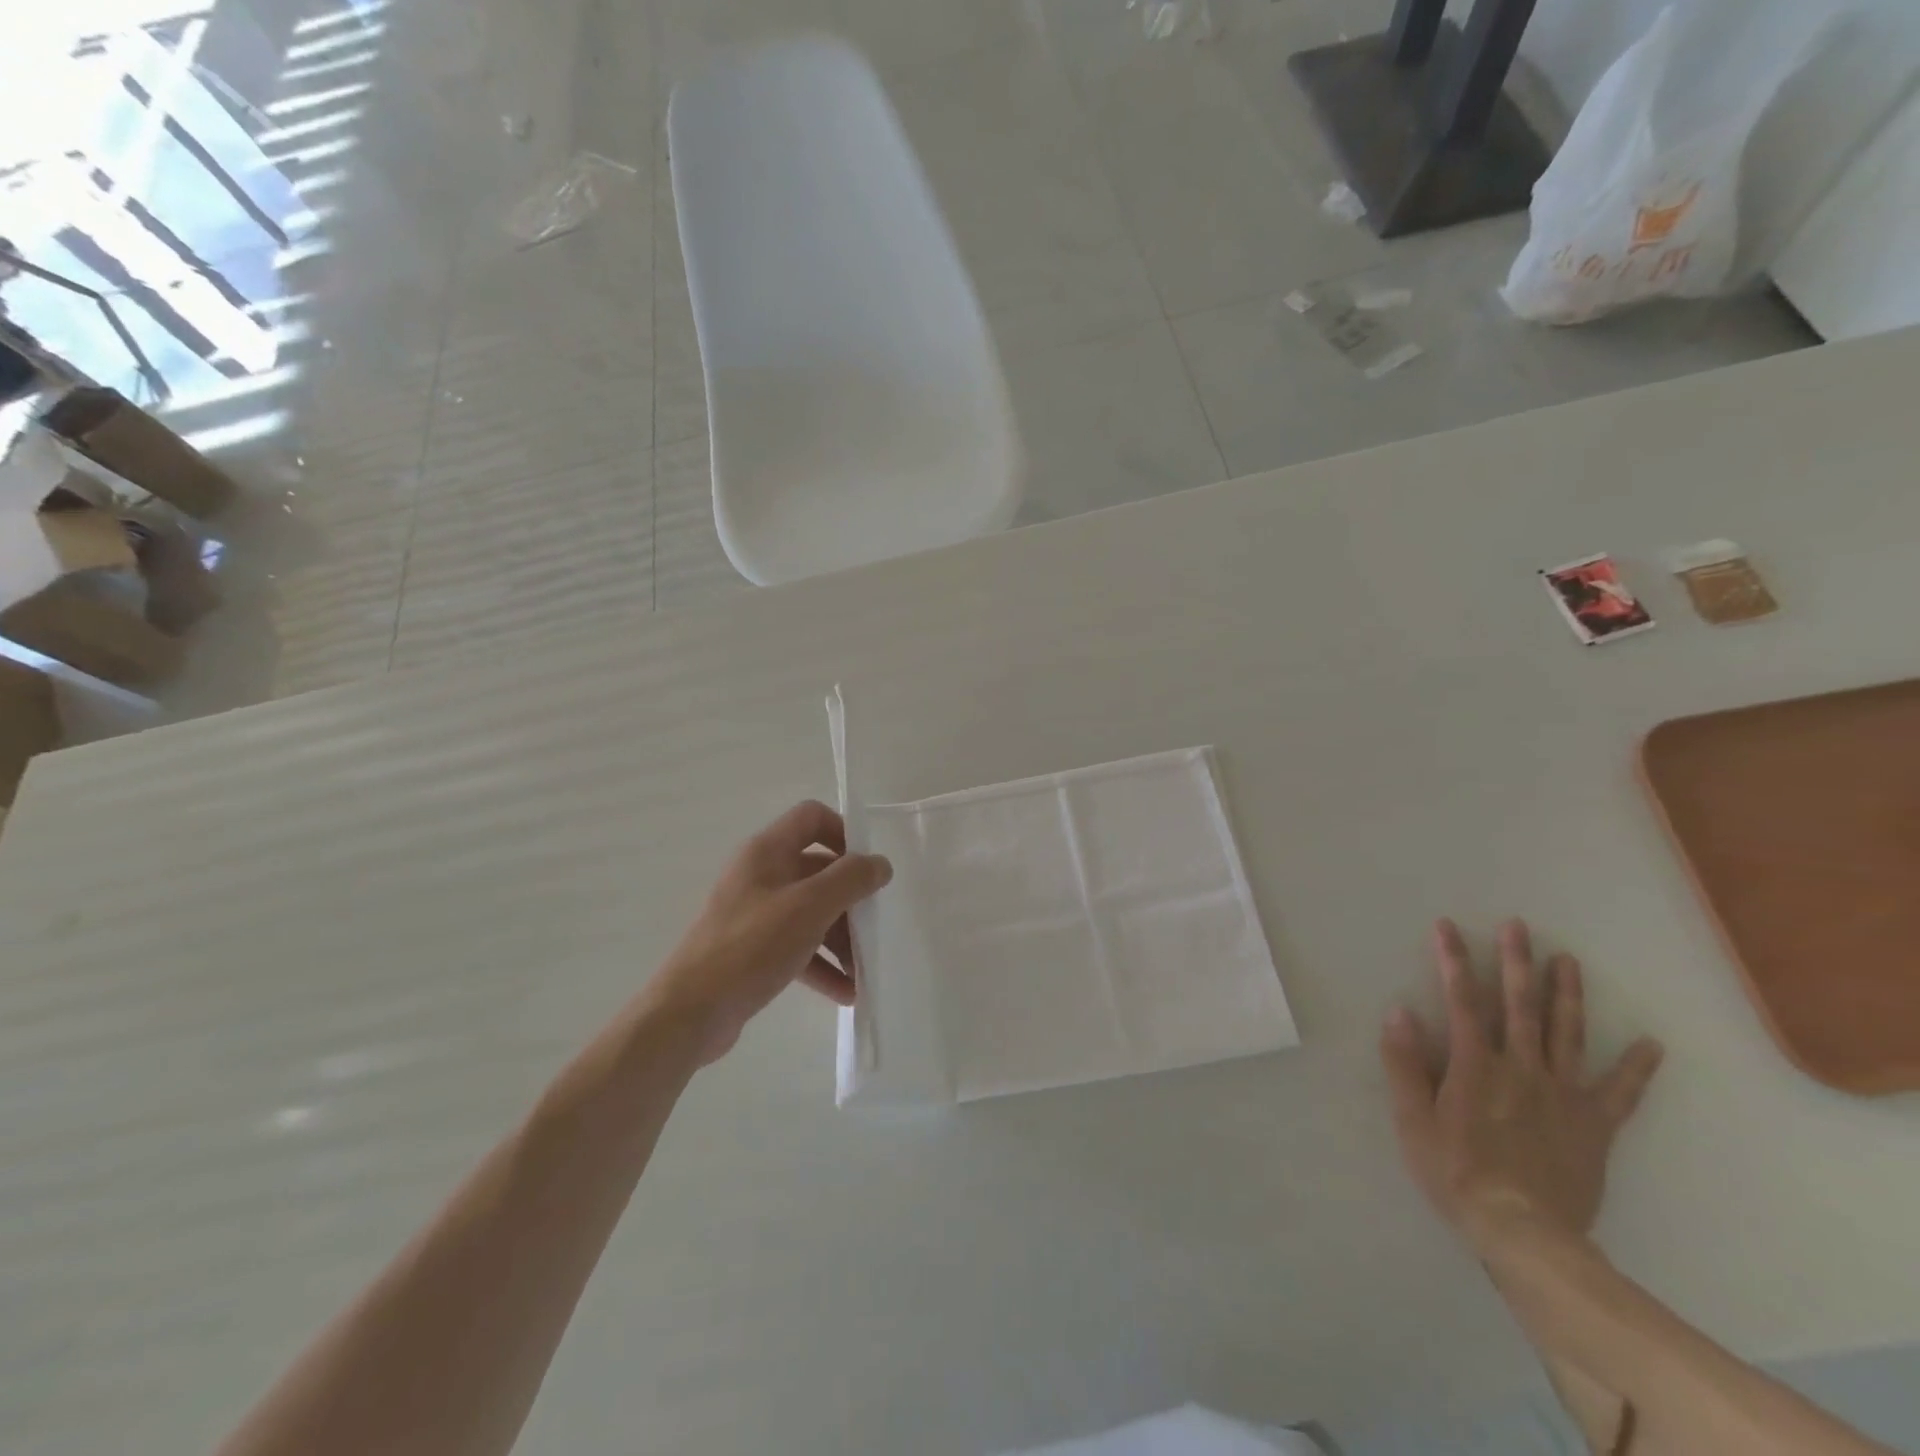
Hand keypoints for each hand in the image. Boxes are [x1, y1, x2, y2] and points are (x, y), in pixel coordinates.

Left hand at [649, 801, 891, 1064]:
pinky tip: (846, 993)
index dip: (844, 833)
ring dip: (841, 938)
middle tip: (874, 927)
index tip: (867, 868)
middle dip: (850, 899)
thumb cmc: (751, 946)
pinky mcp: (754, 950)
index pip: (812, 818)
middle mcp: (760, 875)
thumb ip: (851, 879)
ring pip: (811, 912)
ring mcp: (756, 914)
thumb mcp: (809, 907)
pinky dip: (822, 965)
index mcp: (768, 852)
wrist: (690, 1012)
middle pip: (818, 871)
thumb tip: (880, 864)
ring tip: (864, 970)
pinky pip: (798, 946)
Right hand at [1380, 918, 1663, 1255]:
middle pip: (1519, 1006)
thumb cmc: (1456, 1173)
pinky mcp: (1594, 1125)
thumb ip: (1405, 1065)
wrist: (1525, 1233)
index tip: (1448, 926)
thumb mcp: (1413, 1120)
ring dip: (1567, 995)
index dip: (1453, 960)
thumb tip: (1399, 1012)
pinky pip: (1619, 1092)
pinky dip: (1637, 1068)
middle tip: (1519, 926)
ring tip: (1569, 961)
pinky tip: (1651, 1044)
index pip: (1461, 1000)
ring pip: (1567, 1035)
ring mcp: (1562, 1095)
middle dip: (1517, 962)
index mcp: (1475, 1065)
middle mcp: (1520, 1068)